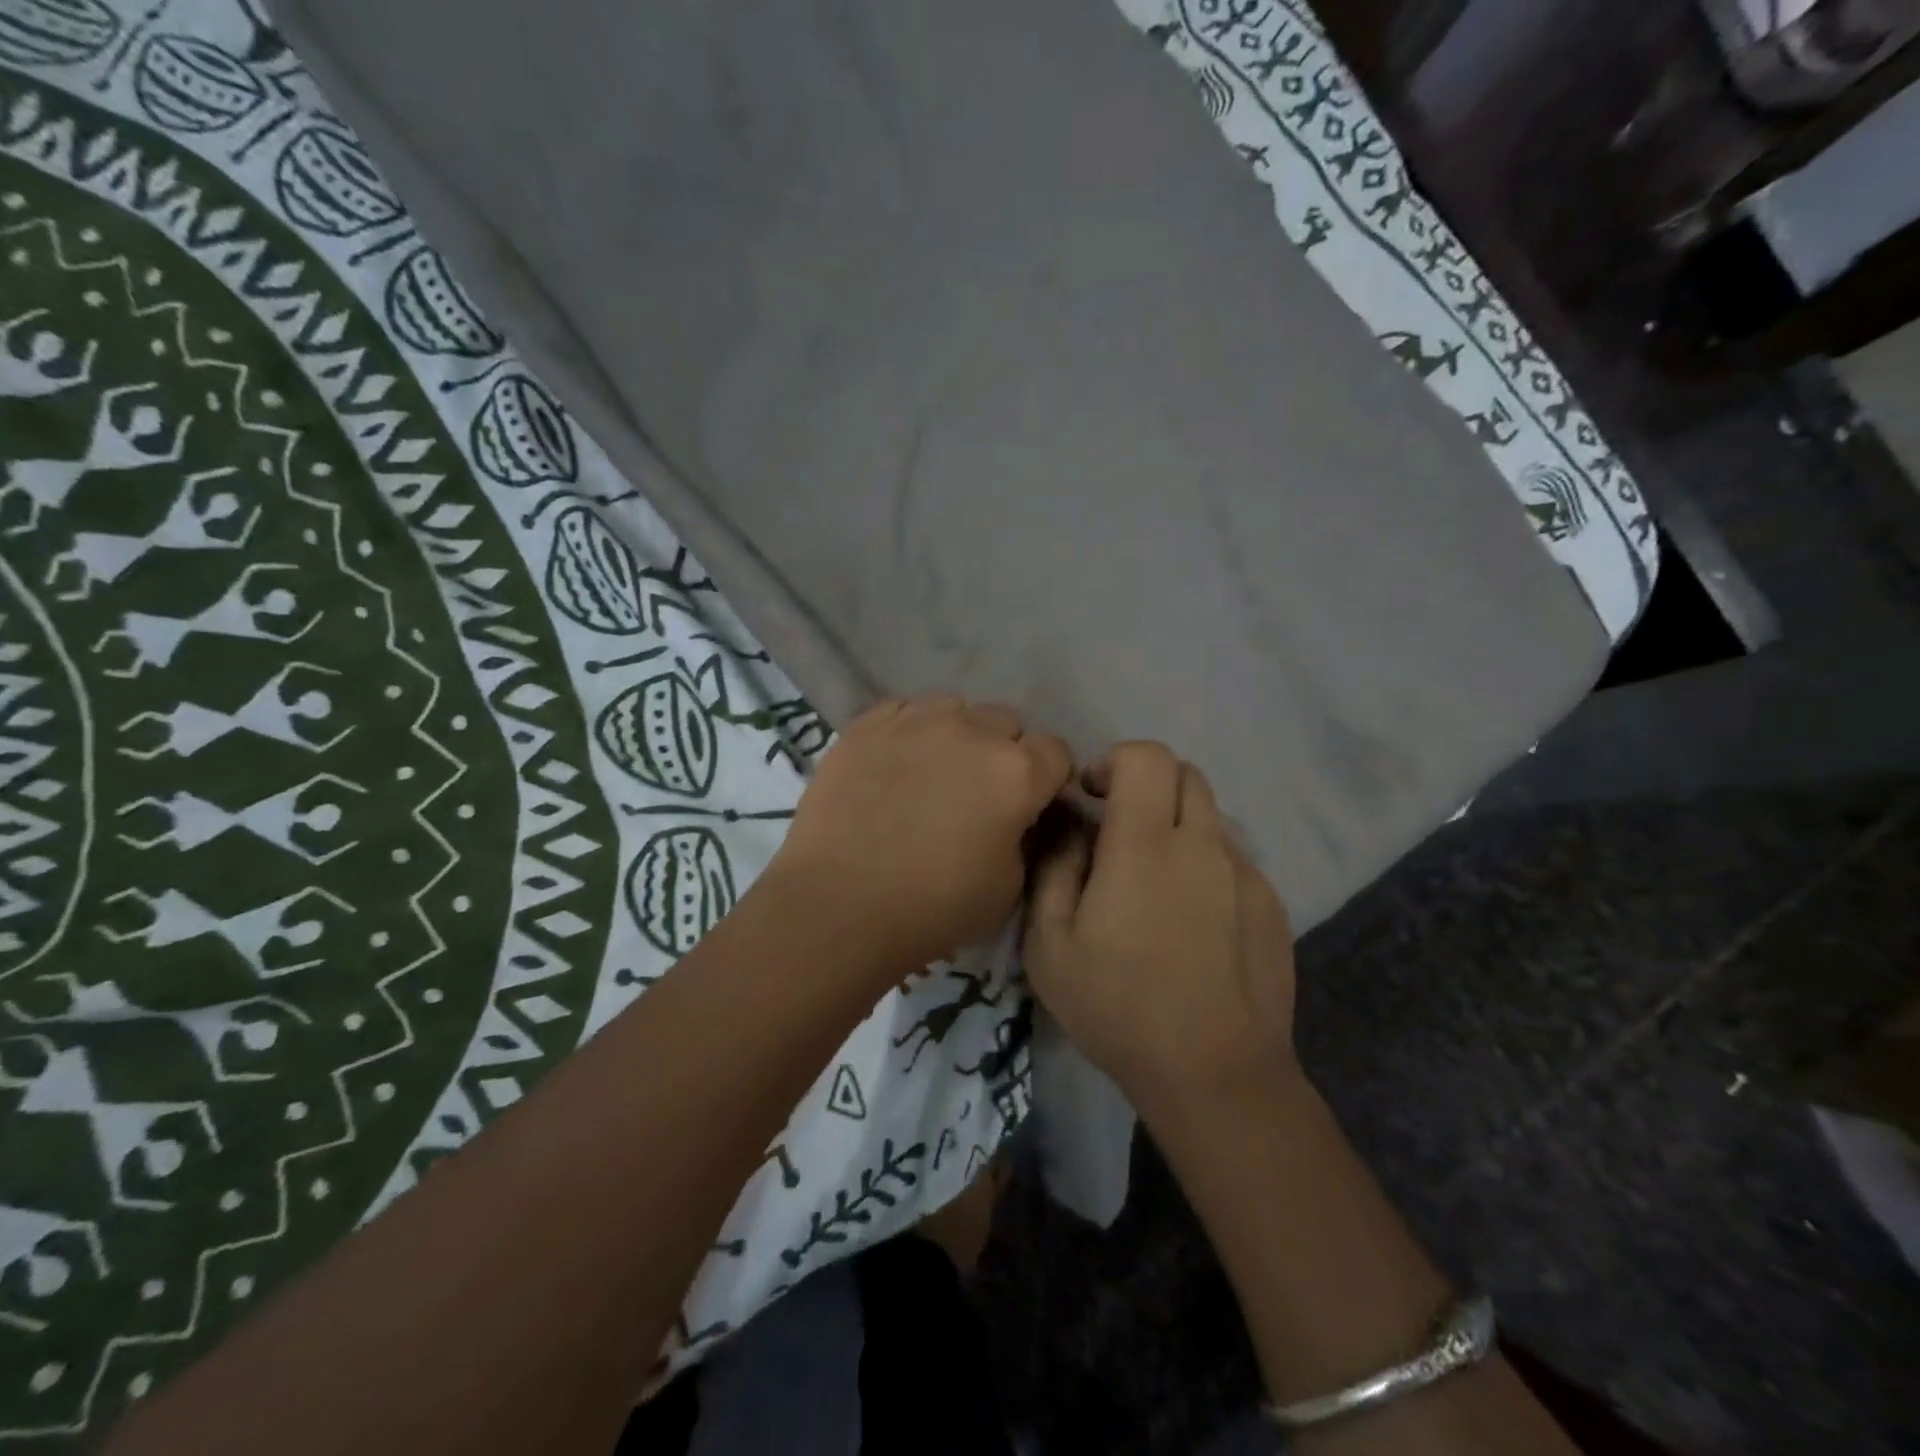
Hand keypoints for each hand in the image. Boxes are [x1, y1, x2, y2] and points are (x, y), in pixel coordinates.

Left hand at [769, 693, 1072, 969]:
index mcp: (1017, 773)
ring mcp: (916, 720)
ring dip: (958, 733)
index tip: (1032, 802)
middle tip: (980, 791)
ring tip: (934, 769)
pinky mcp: (867, 724)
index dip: (1049, 778)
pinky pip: (904, 709)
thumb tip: (1017, 819)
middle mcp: (973, 731)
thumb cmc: (933, 908)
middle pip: (1007, 722)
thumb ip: (1024, 839)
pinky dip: (909, 729)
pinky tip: (894, 762)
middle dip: (1004, 751)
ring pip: (955, 707)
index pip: (1056, 751)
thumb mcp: (1008, 888)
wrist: (838, 906)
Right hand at [1025, 743, 1296, 1106]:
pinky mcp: (1272, 905)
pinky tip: (1191, 923)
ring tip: (1153, 883)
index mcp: (1145, 847)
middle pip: (1185, 774)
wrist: (1217, 1076)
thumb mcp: (1051, 946)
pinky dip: (1204, 865)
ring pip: (1210, 817)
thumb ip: (1053, 869)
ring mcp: (1245, 874)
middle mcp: (1203, 845)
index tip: (1090, 796)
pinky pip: (1232, 860)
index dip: (1114, 760)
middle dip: (1146, 784)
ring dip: (1176, 826)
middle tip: (1117, 829)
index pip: (1146, 757)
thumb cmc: (1119, 1009)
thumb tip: (1064, 824)